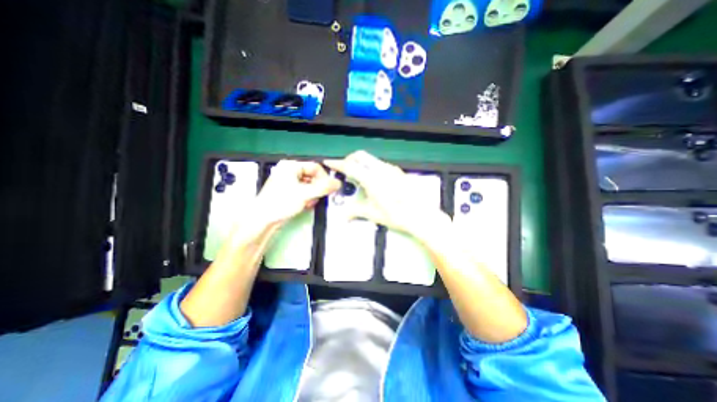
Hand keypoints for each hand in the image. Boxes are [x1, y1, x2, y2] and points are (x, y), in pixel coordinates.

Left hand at [254, 160, 339, 226]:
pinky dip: (307, 198)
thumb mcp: (305, 194)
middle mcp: (289, 171)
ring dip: (313, 194)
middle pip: (313, 176)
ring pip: (309, 185)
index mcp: (291, 166)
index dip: (324, 177)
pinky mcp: (288, 192)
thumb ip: (323, 188)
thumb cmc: (281, 203)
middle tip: (318, 197)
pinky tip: (305, 205)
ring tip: (309, 203)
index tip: (329, 189)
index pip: (315, 167)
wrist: (262, 220)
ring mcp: (288, 182)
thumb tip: (338, 183)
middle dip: (317, 188)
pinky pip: (304, 191)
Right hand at [324, 151, 445, 237]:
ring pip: (371, 159)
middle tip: (345, 171)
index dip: (337, 164)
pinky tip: (374, 181)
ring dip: (361, 163)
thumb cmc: (395, 215)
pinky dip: (371, 167)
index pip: (350, 167)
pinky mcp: (398, 172)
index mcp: (372, 178)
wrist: (420, 215)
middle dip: (350, 159)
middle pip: (361, 156)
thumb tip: (344, 216)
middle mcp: (381, 169)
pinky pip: (380, 164)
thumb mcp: (373, 214)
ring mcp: (391, 169)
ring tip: (358, 178)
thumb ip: (356, 211)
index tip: (329, 162)